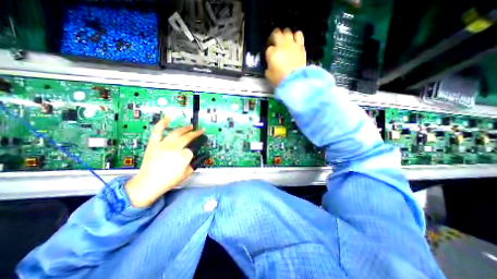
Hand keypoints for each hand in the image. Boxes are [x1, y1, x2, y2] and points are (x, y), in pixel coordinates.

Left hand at [125, 117, 204, 206]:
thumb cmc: (169, 180)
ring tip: (191, 126)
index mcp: (183, 156)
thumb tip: (203, 155)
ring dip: (185, 128)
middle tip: (200, 131)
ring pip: (176, 132)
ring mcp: (163, 144)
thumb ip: (196, 163)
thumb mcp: (187, 173)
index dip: (195, 149)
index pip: (192, 149)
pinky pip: (158, 131)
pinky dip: (163, 123)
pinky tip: (168, 117)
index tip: (197, 149)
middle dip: (195, 134)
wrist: (148, 184)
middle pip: (187, 137)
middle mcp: (174, 148)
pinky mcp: (154, 144)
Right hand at [264, 28, 306, 85]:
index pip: (268, 48)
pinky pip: (298, 34)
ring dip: (284, 35)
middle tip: (274, 42)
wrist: (294, 80)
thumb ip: (268, 67)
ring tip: (285, 40)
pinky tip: (294, 41)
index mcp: (271, 53)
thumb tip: (270, 64)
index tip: (269, 55)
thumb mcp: (269, 75)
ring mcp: (291, 44)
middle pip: (276, 33)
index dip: (268, 51)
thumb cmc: (280, 79)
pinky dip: (296, 36)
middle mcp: (281, 45)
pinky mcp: (300, 46)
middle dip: (273, 37)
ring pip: (287, 31)